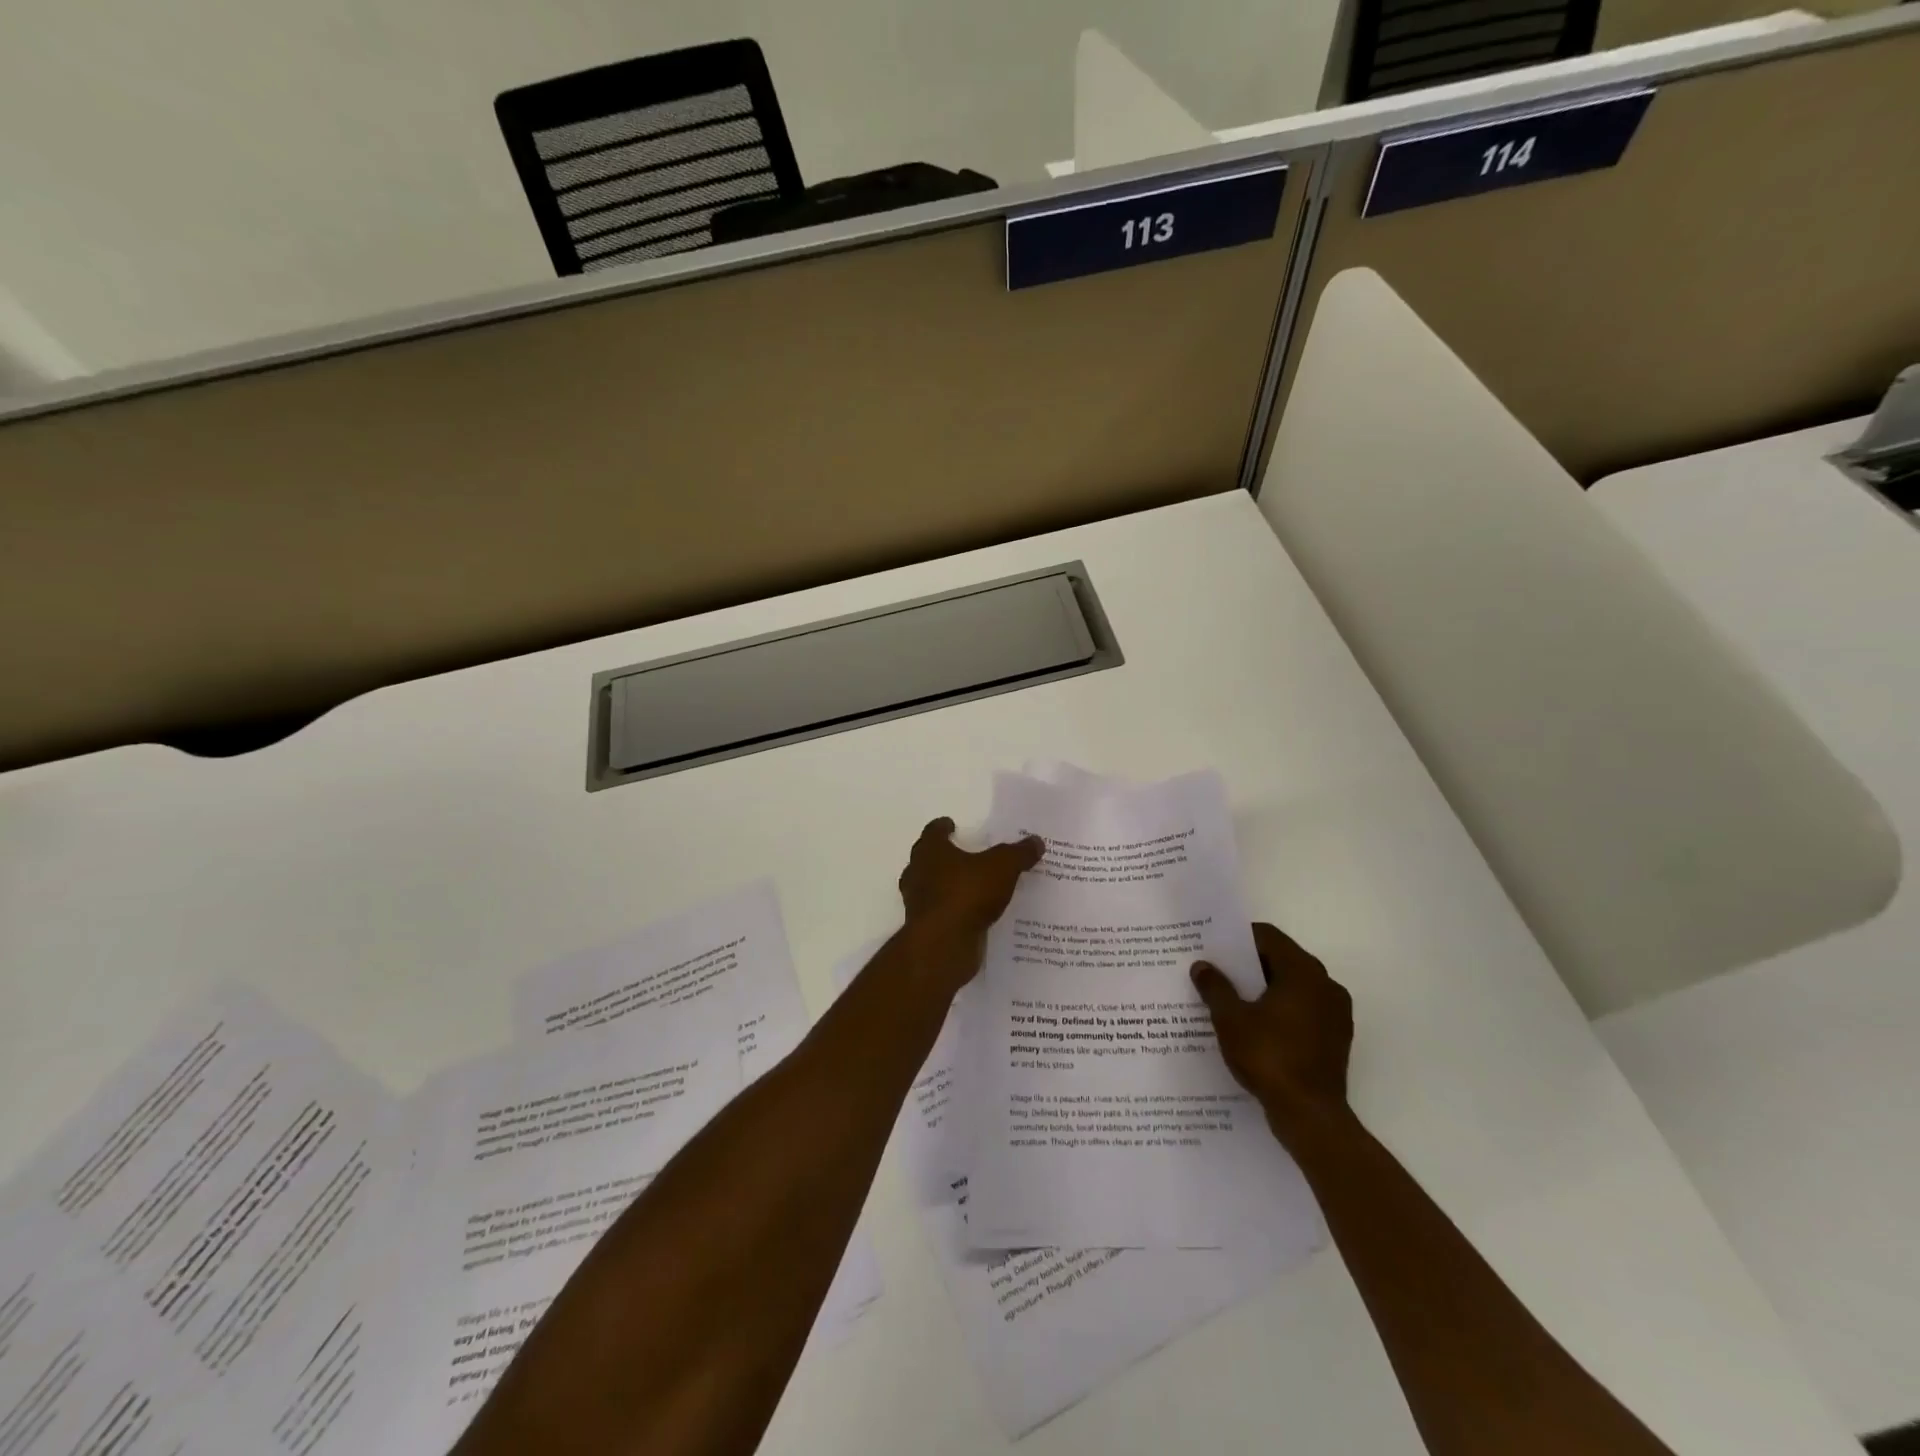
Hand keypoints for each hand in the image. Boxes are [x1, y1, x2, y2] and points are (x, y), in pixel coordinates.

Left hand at [898, 818, 1043, 989]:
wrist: (943, 945)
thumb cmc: (967, 894)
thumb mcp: (1002, 867)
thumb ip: (1018, 853)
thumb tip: (1036, 841)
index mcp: (930, 851)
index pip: (933, 831)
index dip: (943, 827)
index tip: (951, 825)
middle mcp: (918, 873)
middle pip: (927, 859)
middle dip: (943, 856)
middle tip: (965, 855)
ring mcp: (918, 903)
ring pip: (931, 887)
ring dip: (947, 885)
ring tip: (971, 886)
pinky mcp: (926, 928)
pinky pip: (941, 913)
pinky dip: (953, 911)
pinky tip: (972, 914)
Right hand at [1191, 922, 1352, 1144]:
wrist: (1310, 1116)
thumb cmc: (1269, 1057)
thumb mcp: (1231, 1019)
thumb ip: (1215, 987)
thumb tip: (1202, 966)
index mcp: (1302, 972)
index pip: (1268, 937)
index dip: (1239, 938)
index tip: (1214, 946)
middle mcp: (1325, 985)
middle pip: (1282, 959)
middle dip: (1249, 964)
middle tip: (1218, 971)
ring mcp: (1336, 1013)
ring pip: (1294, 986)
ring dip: (1265, 988)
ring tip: (1232, 999)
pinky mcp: (1336, 1038)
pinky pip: (1304, 1010)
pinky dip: (1281, 1010)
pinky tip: (1256, 1026)